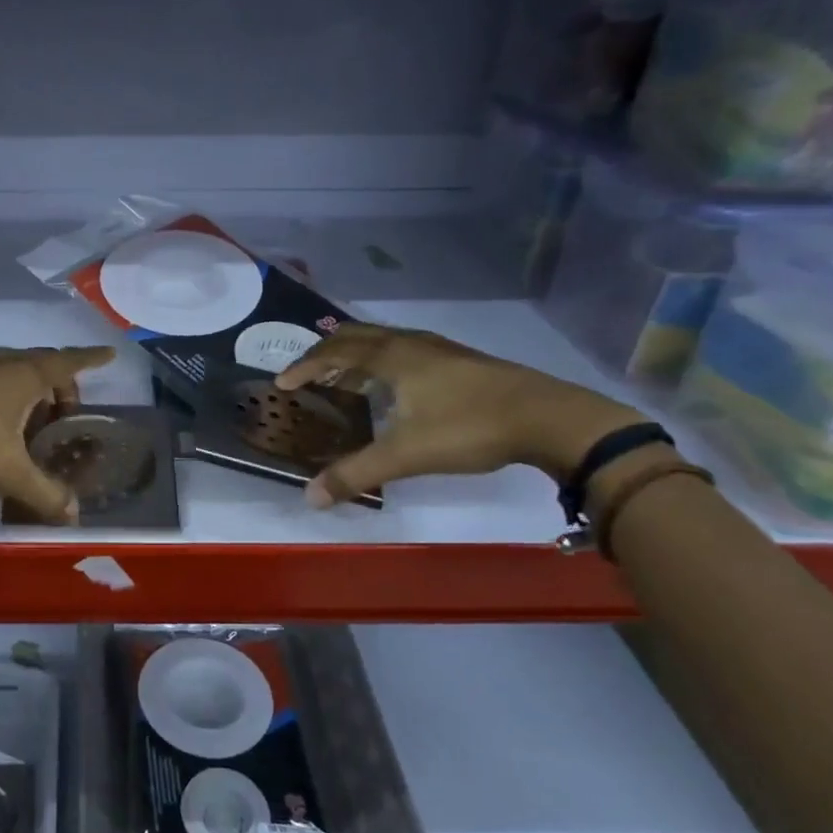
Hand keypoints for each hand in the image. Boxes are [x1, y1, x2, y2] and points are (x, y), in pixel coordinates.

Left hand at [0, 345, 116, 522]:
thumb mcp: (7, 469)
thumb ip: (43, 493)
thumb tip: (74, 516)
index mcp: (26, 375)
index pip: (70, 362)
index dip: (92, 361)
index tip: (109, 356)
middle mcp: (4, 360)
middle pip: (44, 366)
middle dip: (61, 387)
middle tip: (65, 415)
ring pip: (14, 370)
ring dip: (30, 391)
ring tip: (29, 423)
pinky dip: (3, 391)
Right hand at [275, 323, 646, 505]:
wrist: (550, 418)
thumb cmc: (470, 428)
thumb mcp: (406, 454)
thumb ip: (356, 473)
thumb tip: (310, 497)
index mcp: (392, 357)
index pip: (335, 352)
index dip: (305, 366)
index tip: (282, 382)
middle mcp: (411, 344)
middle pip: (357, 335)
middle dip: (327, 351)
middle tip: (307, 373)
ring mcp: (440, 350)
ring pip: (384, 341)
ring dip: (356, 355)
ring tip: (344, 380)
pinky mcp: (461, 361)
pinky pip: (405, 350)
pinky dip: (383, 361)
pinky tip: (394, 388)